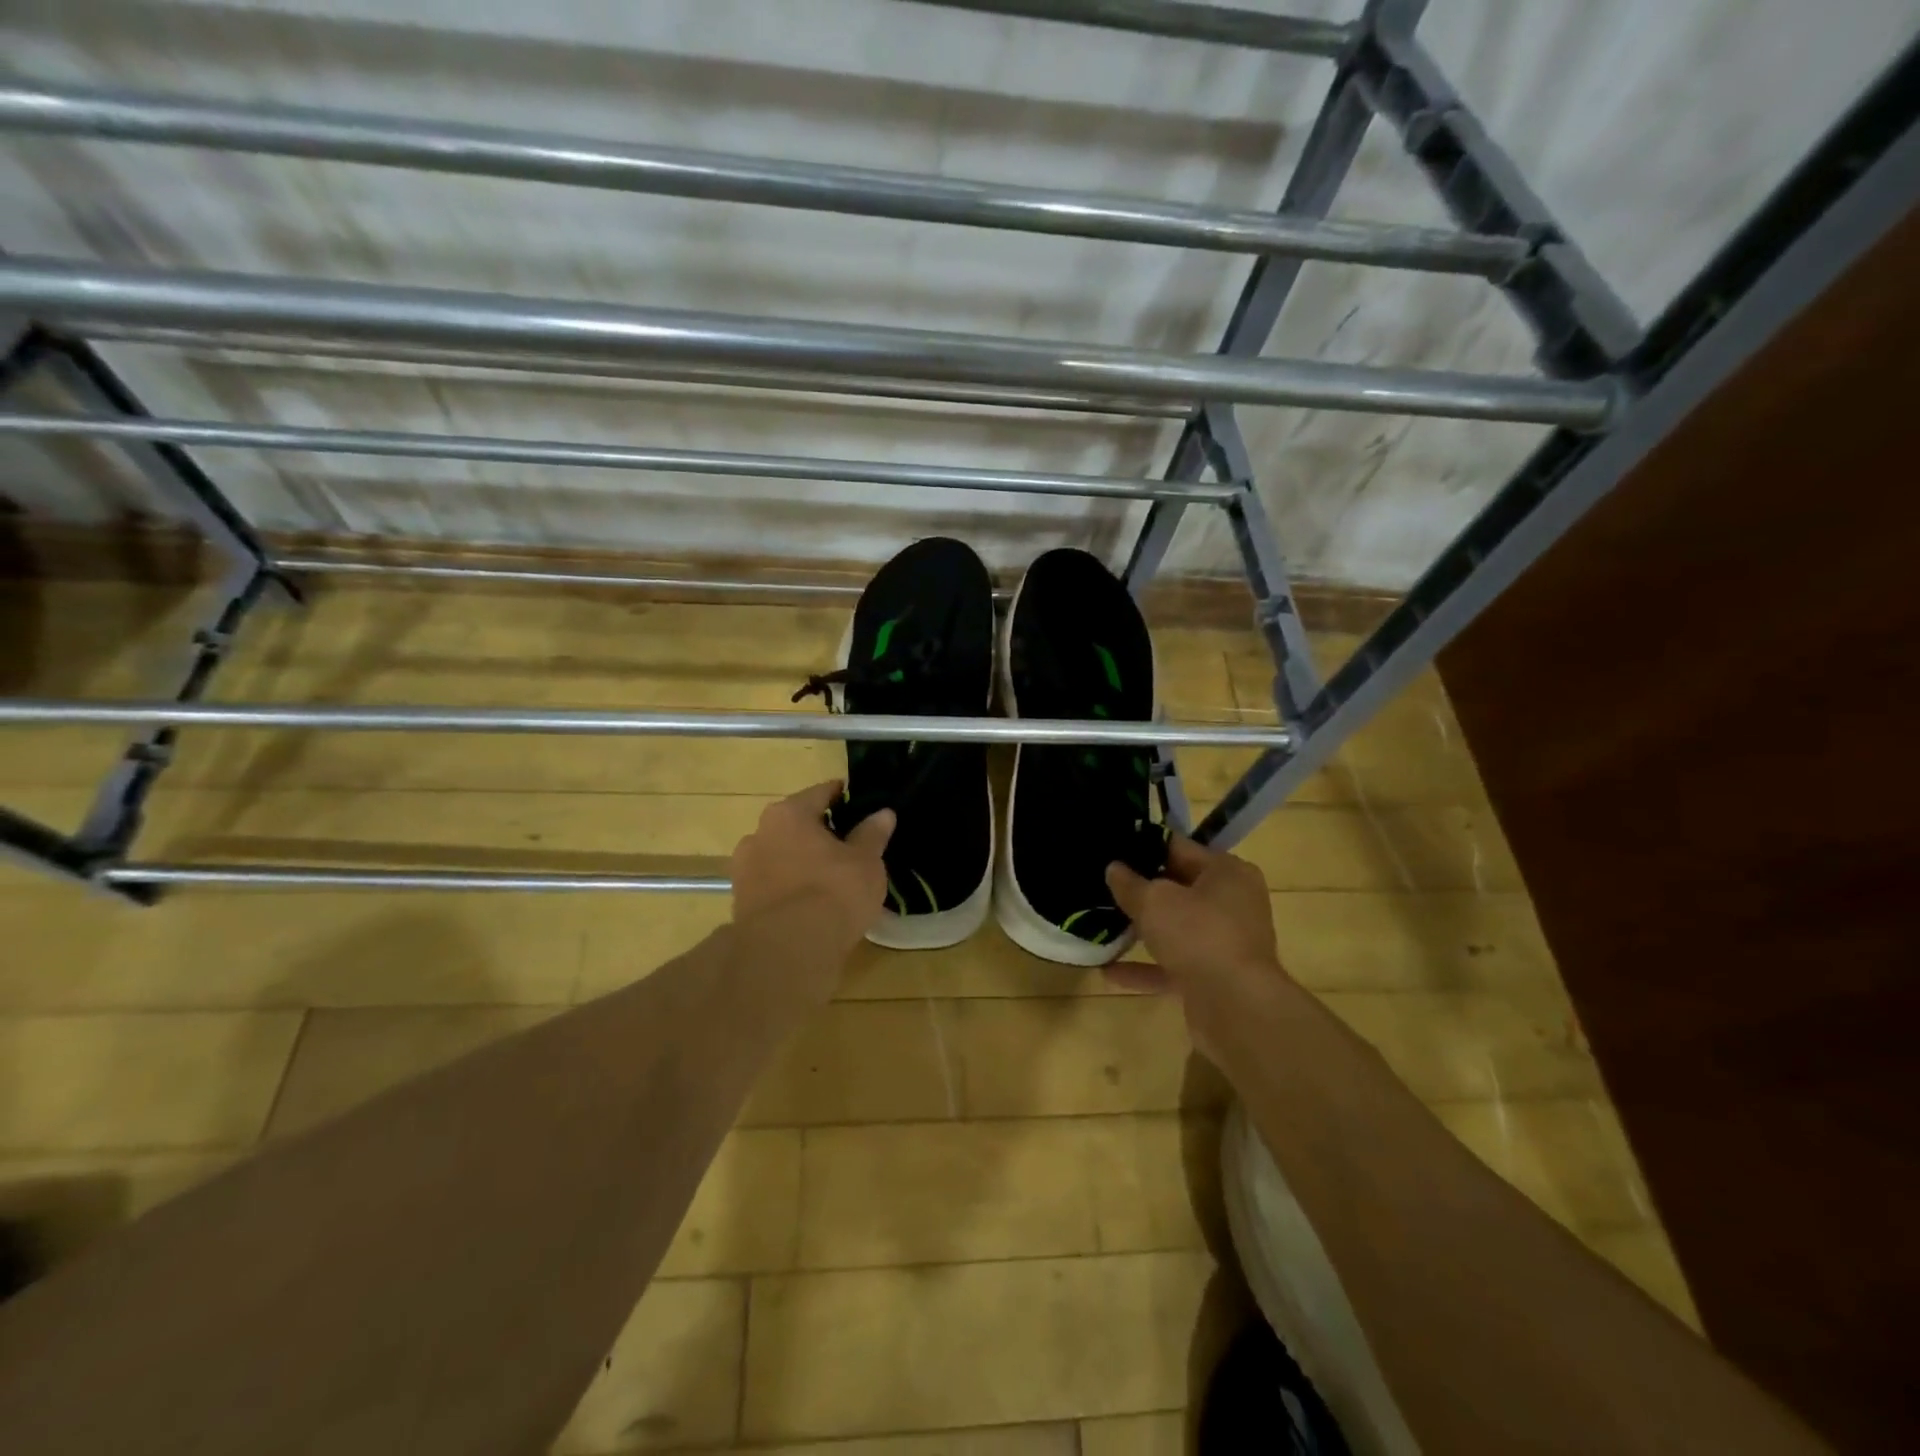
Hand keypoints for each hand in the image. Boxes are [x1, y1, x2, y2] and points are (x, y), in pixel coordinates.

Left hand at [731, 781, 894, 969]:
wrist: (787, 952)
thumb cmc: (833, 892)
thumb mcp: (866, 862)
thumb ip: (872, 834)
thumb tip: (883, 813)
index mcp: (789, 814)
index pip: (820, 793)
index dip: (843, 796)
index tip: (860, 803)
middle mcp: (759, 834)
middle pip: (796, 824)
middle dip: (820, 832)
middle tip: (849, 845)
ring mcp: (745, 870)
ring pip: (781, 856)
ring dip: (801, 861)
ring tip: (830, 879)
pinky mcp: (741, 904)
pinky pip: (773, 885)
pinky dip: (790, 888)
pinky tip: (811, 904)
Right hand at [1106, 834, 1286, 1050]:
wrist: (1237, 1007)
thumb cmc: (1199, 935)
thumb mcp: (1154, 901)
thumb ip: (1130, 883)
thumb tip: (1114, 869)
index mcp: (1227, 872)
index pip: (1179, 848)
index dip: (1142, 847)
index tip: (1111, 849)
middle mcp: (1232, 903)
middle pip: (1178, 888)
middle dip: (1140, 890)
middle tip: (1101, 884)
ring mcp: (1225, 942)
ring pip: (1175, 928)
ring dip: (1141, 930)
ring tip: (1100, 923)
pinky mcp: (1215, 977)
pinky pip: (1173, 965)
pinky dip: (1144, 966)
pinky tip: (1108, 970)